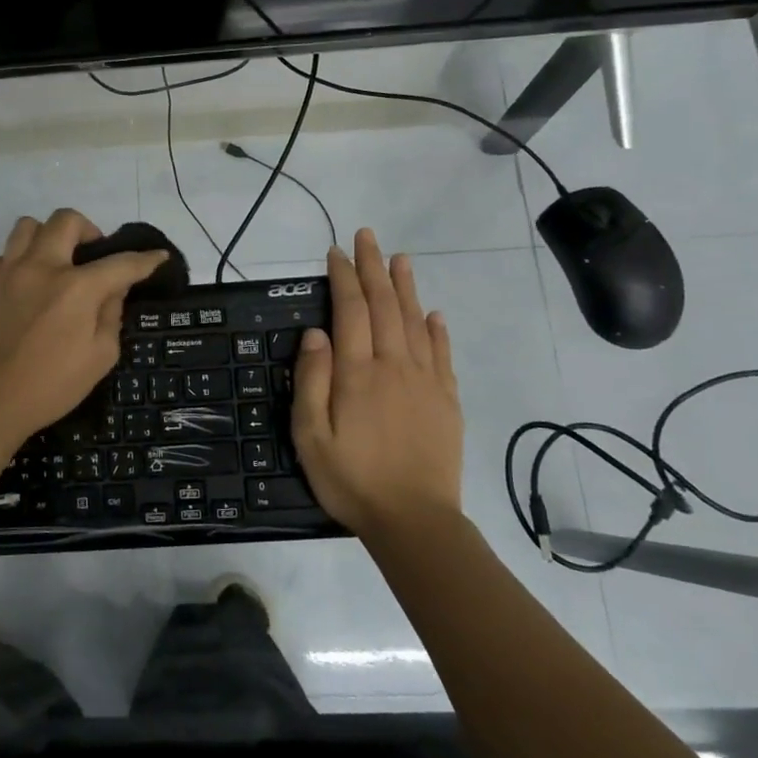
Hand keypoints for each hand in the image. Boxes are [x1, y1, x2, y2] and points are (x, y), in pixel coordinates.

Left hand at [0, 210, 168, 449]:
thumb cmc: (51, 386)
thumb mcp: (100, 357)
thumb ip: (111, 315)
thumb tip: (114, 289)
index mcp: (77, 287)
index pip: (120, 263)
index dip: (145, 260)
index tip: (159, 257)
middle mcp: (42, 267)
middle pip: (66, 220)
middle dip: (89, 230)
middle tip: (94, 255)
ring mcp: (9, 273)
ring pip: (28, 226)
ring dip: (49, 235)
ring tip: (58, 261)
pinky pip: (5, 255)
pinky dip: (21, 261)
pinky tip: (28, 284)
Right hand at [291, 228, 463, 535]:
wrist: (414, 520)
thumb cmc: (352, 479)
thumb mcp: (310, 436)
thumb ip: (312, 380)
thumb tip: (317, 332)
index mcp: (358, 373)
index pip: (351, 310)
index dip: (343, 277)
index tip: (335, 252)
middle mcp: (394, 366)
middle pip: (385, 306)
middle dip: (373, 268)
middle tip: (367, 236)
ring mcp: (426, 382)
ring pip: (416, 322)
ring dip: (406, 287)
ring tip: (400, 259)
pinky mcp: (446, 401)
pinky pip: (443, 355)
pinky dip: (438, 330)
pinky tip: (434, 314)